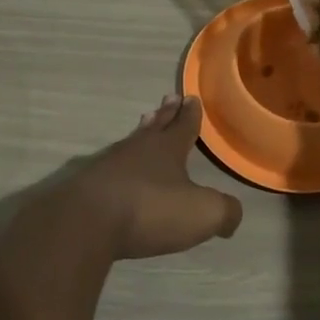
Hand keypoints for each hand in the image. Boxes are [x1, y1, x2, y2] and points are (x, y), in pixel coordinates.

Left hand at [65, 95, 243, 260]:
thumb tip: (232, 215)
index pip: (184, 126)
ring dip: (141, 132)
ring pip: (131, 142)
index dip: (190, 114)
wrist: (86, 222)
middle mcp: (137, 149)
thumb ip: (224, 211)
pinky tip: (117, 167)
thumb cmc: (150, 210)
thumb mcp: (201, 213)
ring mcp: (108, 164)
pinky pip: (110, 166)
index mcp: (167, 149)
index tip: (192, 97)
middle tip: (170, 97)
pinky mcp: (87, 184)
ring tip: (145, 122)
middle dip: (166, 114)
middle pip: (155, 126)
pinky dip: (119, 163)